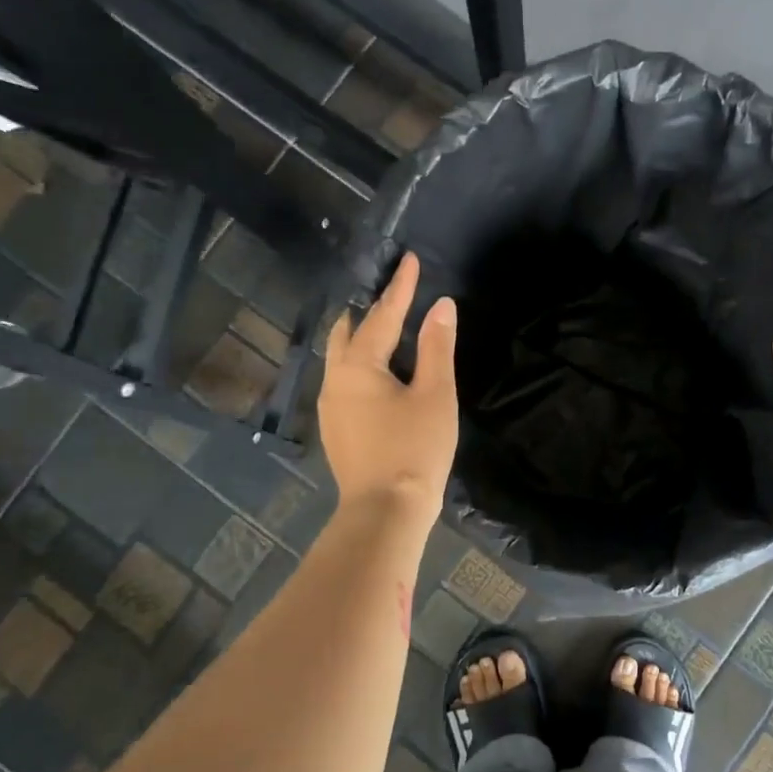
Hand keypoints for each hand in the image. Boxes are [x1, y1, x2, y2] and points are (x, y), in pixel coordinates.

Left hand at [320, 251, 457, 528]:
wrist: (385, 511)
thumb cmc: (414, 449)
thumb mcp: (435, 394)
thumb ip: (436, 347)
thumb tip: (441, 306)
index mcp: (358, 366)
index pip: (382, 315)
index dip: (400, 287)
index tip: (409, 260)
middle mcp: (335, 380)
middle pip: (348, 333)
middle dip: (370, 311)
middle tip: (393, 295)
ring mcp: (330, 407)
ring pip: (341, 358)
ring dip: (362, 338)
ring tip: (385, 328)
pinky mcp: (335, 429)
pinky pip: (344, 381)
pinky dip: (360, 364)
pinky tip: (378, 375)